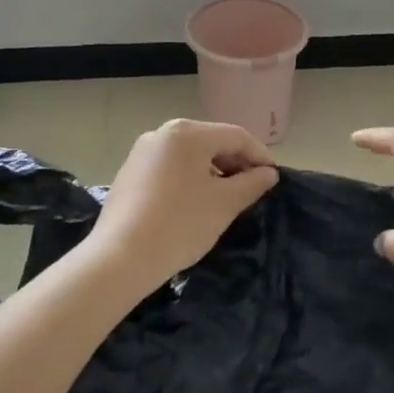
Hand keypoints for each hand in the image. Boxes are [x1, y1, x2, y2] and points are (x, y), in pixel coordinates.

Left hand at [89, 119, 279, 288]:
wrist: (120, 259)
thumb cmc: (180, 224)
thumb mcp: (224, 204)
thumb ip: (251, 183)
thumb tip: (268, 173)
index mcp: (188, 133)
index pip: (236, 136)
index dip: (260, 156)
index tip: (274, 178)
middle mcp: (163, 133)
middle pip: (212, 142)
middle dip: (236, 163)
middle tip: (253, 189)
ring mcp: (142, 152)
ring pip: (190, 155)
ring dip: (214, 172)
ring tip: (227, 198)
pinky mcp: (130, 173)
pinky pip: (170, 168)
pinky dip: (190, 179)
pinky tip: (195, 203)